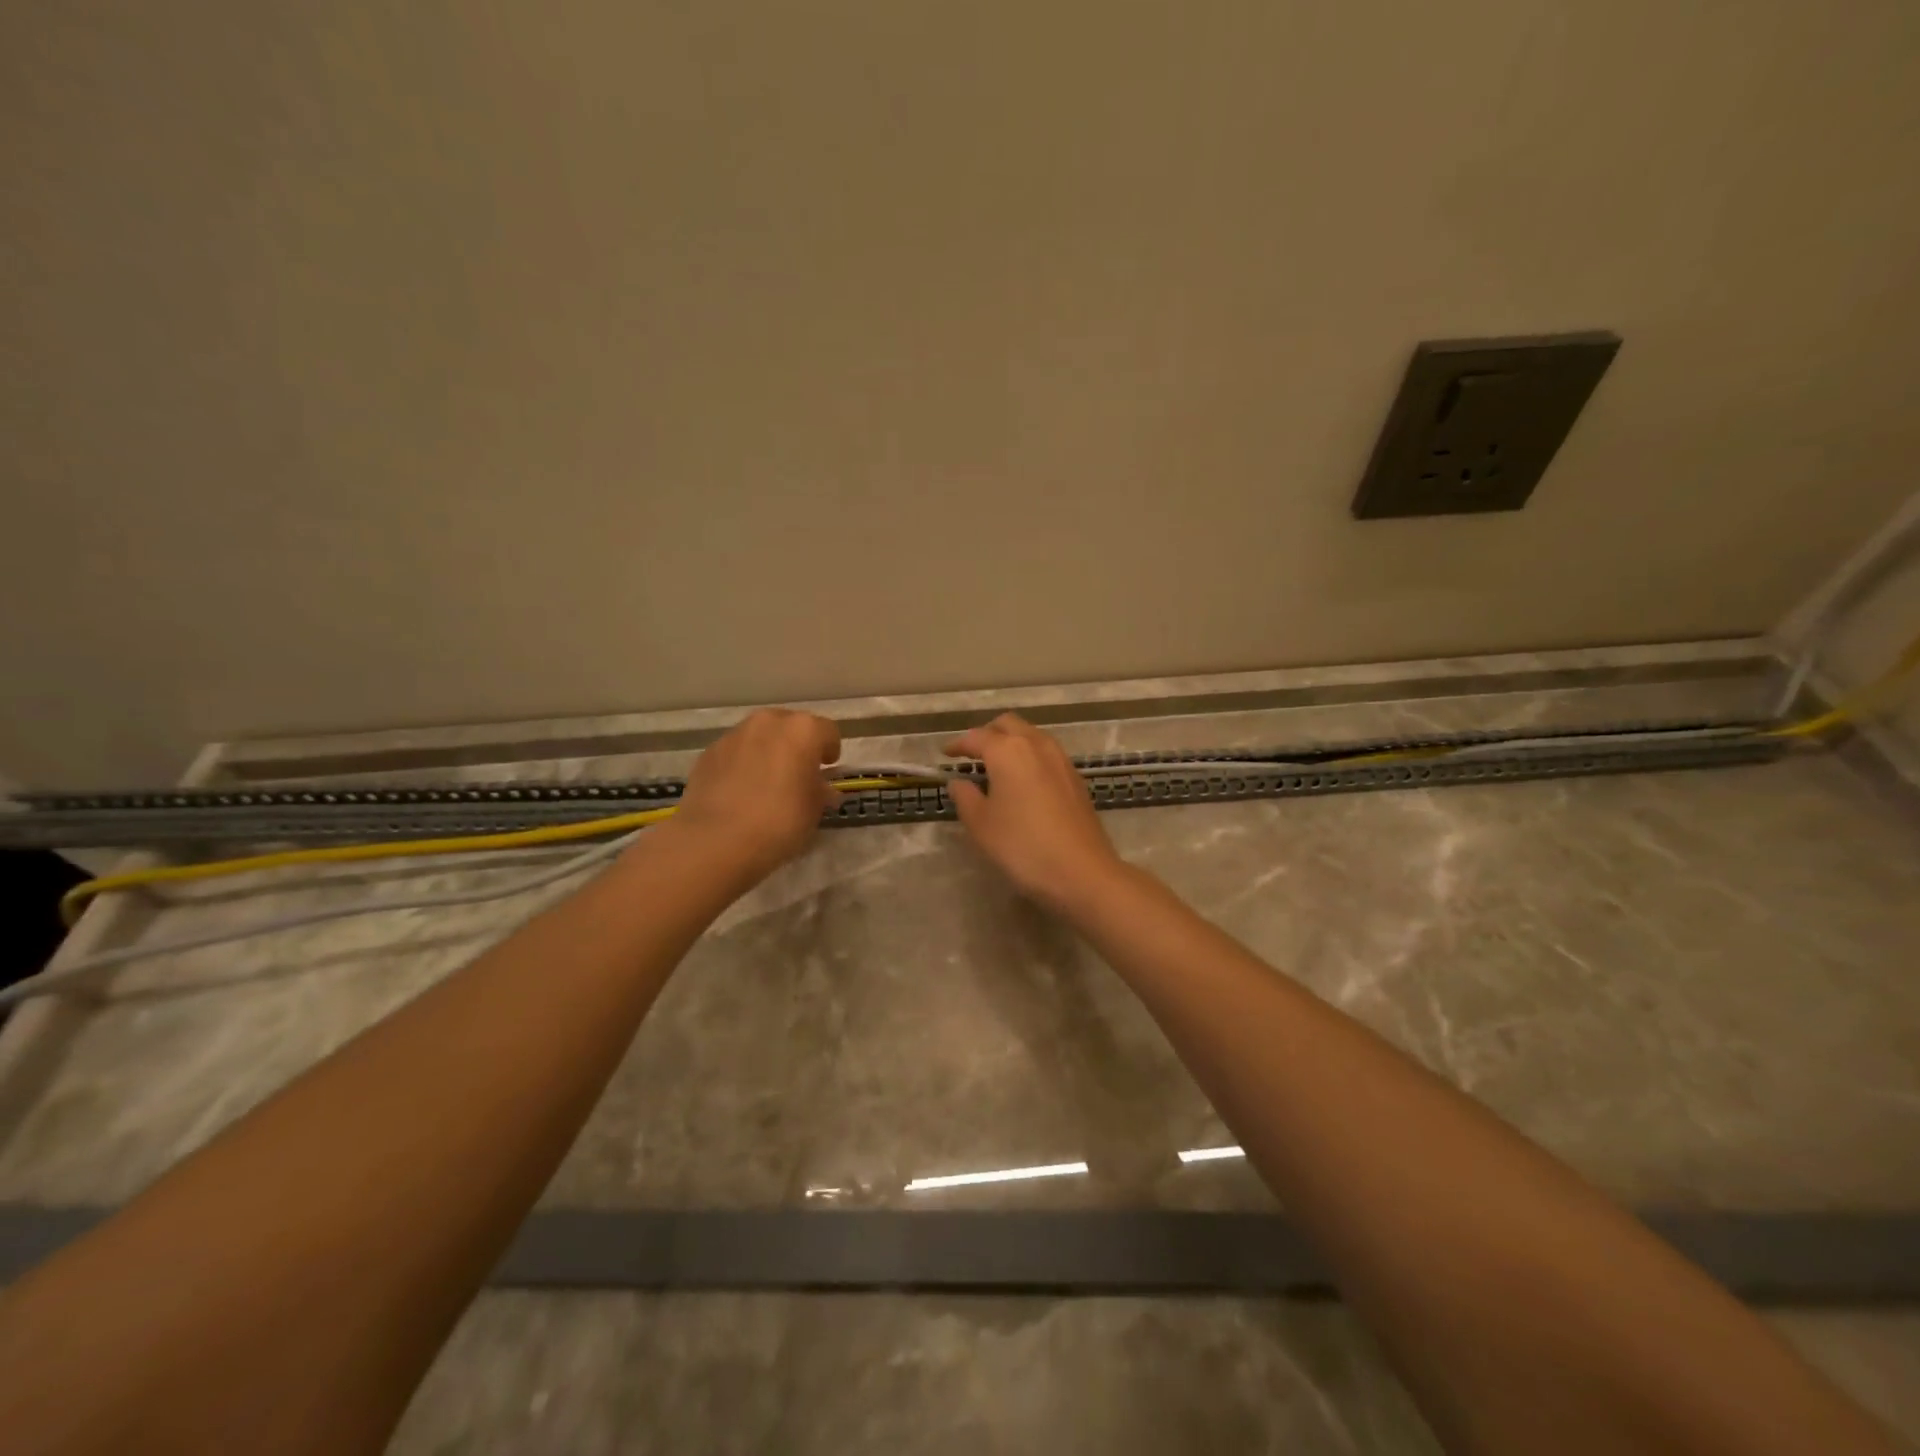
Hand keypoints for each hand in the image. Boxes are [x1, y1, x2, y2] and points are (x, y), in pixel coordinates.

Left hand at [671, 708, 841, 882]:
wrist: (716, 840)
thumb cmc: (779, 822)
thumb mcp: (814, 811)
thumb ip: (821, 792)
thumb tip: (822, 788)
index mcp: (803, 730)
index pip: (828, 731)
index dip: (830, 750)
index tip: (827, 769)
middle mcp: (768, 722)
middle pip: (790, 727)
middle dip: (797, 746)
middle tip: (798, 774)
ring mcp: (734, 734)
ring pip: (760, 736)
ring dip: (768, 752)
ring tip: (767, 783)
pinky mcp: (709, 752)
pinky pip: (735, 752)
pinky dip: (742, 764)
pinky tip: (740, 792)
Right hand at [945, 714, 1126, 912]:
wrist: (1081, 872)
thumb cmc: (1022, 846)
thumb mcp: (981, 825)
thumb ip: (965, 797)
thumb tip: (958, 782)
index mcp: (1008, 750)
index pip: (976, 737)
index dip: (958, 745)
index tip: (945, 754)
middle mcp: (1036, 744)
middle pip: (1008, 725)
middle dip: (987, 734)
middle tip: (971, 755)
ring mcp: (1061, 760)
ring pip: (1031, 736)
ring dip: (1011, 743)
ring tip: (996, 767)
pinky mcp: (1076, 778)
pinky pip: (1046, 754)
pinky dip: (1029, 757)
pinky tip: (1023, 782)